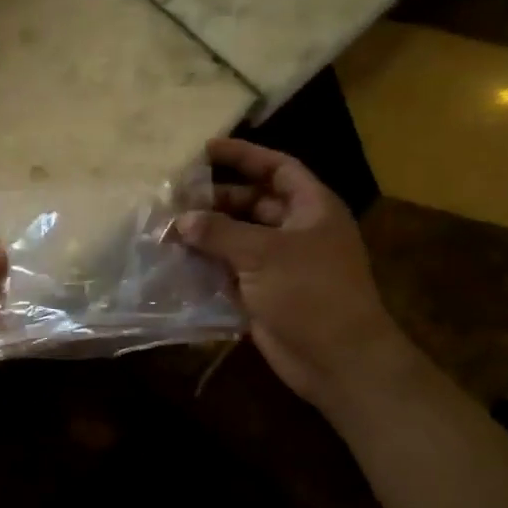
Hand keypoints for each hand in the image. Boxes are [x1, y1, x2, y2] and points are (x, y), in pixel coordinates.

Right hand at [177, 138, 407, 406]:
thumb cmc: (310, 292)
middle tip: (177, 198)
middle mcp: (297, 231)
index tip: (206, 149)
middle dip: (217, 199)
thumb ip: (219, 232)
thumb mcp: (263, 253)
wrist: (337, 359)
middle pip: (253, 203)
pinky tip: (177, 261)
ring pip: (238, 238)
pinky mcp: (264, 294)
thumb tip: (181, 220)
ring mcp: (280, 265)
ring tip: (169, 228)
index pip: (277, 168)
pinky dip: (208, 265)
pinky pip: (231, 271)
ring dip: (208, 234)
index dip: (245, 155)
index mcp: (312, 208)